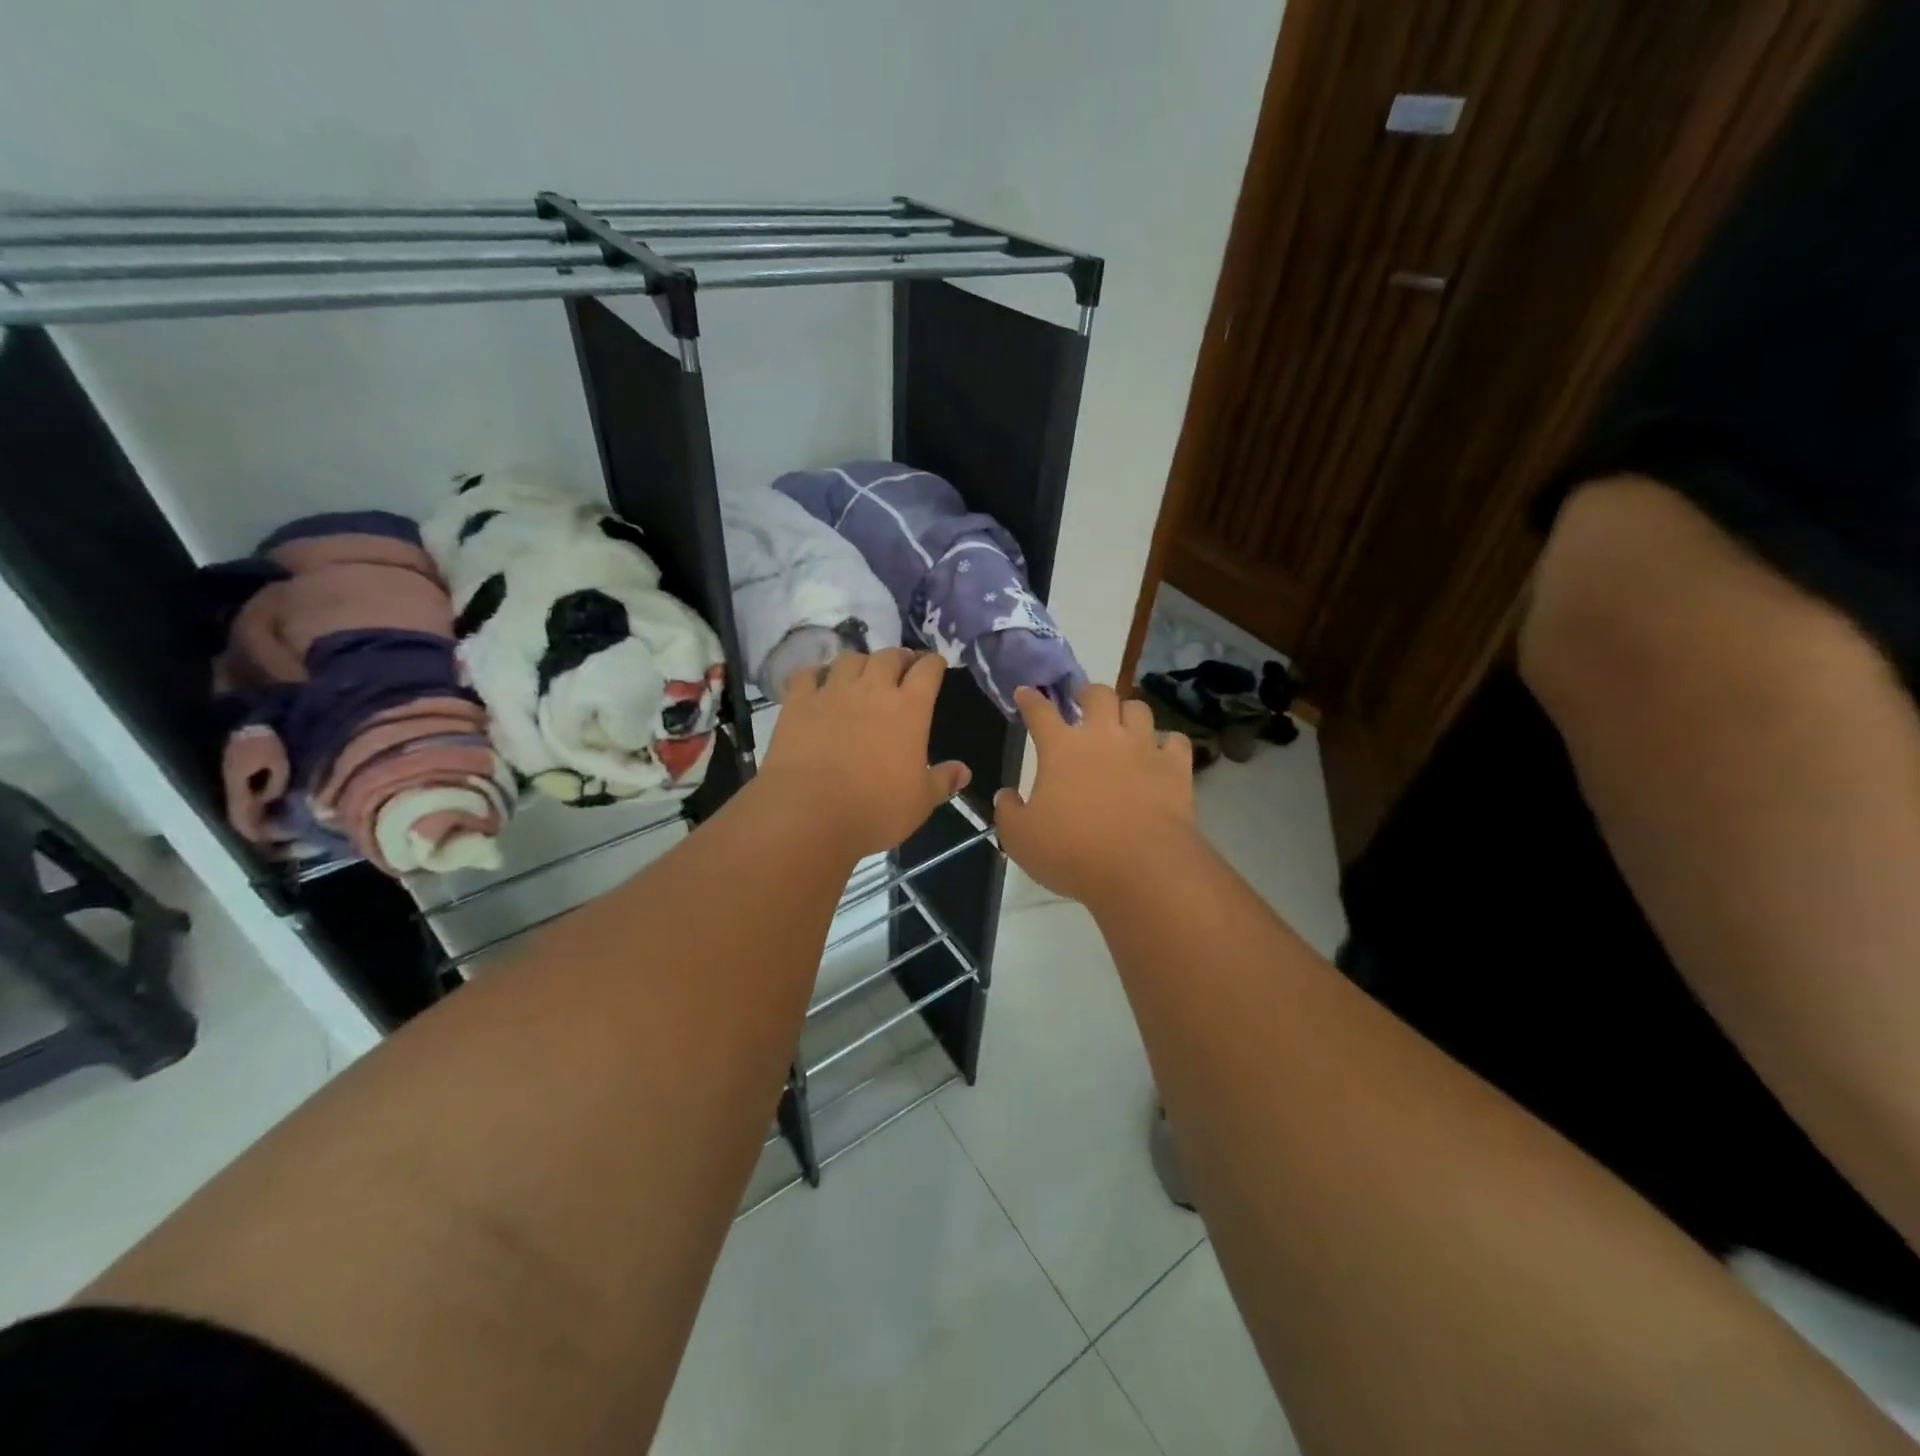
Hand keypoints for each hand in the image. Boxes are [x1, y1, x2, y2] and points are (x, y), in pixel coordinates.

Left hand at [757, 648, 970, 857]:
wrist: (809, 815)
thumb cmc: (875, 810)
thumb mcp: (920, 802)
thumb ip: (943, 781)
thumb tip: (964, 771)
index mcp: (910, 709)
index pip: (928, 670)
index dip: (934, 663)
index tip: (935, 665)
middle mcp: (872, 690)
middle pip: (889, 656)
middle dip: (899, 658)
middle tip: (901, 668)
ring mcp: (832, 692)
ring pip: (849, 658)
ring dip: (860, 662)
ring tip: (861, 674)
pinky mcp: (798, 702)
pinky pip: (807, 674)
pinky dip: (816, 674)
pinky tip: (818, 684)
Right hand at [994, 683, 1196, 904]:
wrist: (1140, 867)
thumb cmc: (1072, 851)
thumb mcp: (1020, 839)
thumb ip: (1008, 812)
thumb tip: (1006, 795)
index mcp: (1061, 748)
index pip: (1040, 712)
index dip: (1030, 699)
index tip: (1026, 692)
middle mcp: (1103, 737)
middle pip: (1097, 695)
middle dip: (1087, 692)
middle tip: (1082, 699)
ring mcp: (1143, 748)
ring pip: (1139, 709)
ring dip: (1128, 712)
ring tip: (1123, 723)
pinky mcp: (1176, 768)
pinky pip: (1175, 741)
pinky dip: (1167, 743)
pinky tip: (1162, 752)